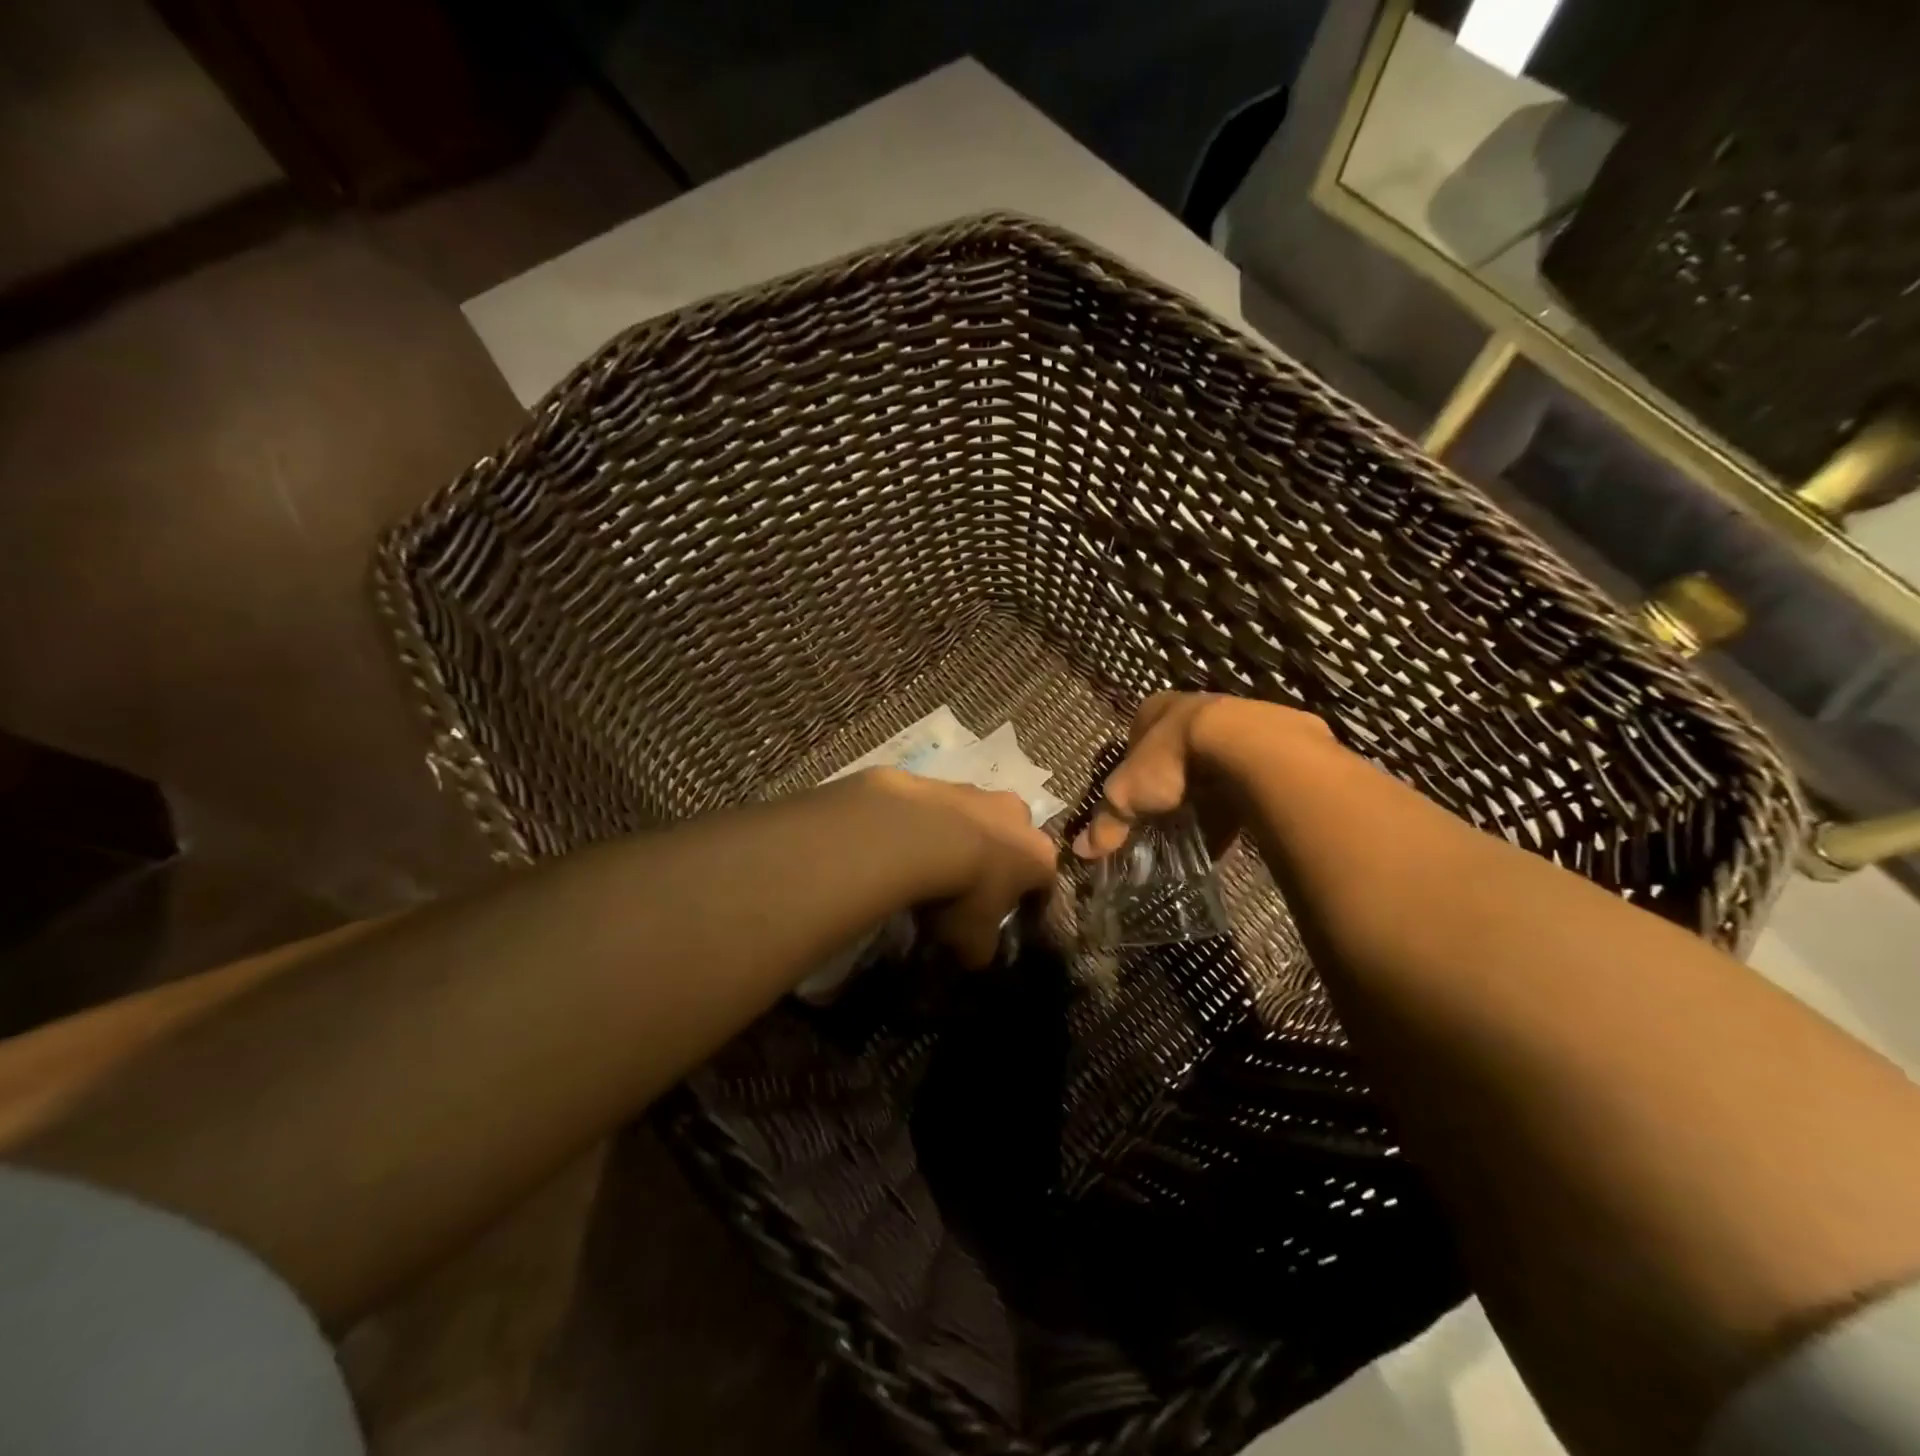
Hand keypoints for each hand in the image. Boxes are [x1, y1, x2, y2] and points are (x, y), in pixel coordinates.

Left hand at [857, 768, 1057, 966]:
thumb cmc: (962, 891)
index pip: (1046, 882)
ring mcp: (979, 792)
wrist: (917, 834)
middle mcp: (1017, 816)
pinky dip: (933, 824)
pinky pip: (942, 808)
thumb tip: (976, 955)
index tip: (1012, 918)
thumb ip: (981, 949)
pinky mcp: (942, 780)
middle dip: (999, 860)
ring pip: (979, 818)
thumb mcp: (972, 938)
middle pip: (1015, 841)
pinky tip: (912, 844)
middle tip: (974, 886)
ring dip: (964, 837)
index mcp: (1038, 854)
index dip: (1030, 902)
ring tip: (937, 863)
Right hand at [1071, 692, 1337, 860]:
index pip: (1134, 739)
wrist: (1246, 748)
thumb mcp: (1126, 795)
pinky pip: (1242, 782)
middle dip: (1169, 786)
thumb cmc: (1172, 759)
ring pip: (1209, 767)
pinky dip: (1234, 806)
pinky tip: (1229, 830)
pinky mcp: (1265, 747)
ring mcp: (1231, 725)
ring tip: (1197, 830)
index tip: (1133, 802)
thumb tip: (1082, 852)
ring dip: (1204, 796)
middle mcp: (1191, 709)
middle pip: (1172, 754)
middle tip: (1164, 819)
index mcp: (1153, 709)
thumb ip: (1107, 822)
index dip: (1131, 771)